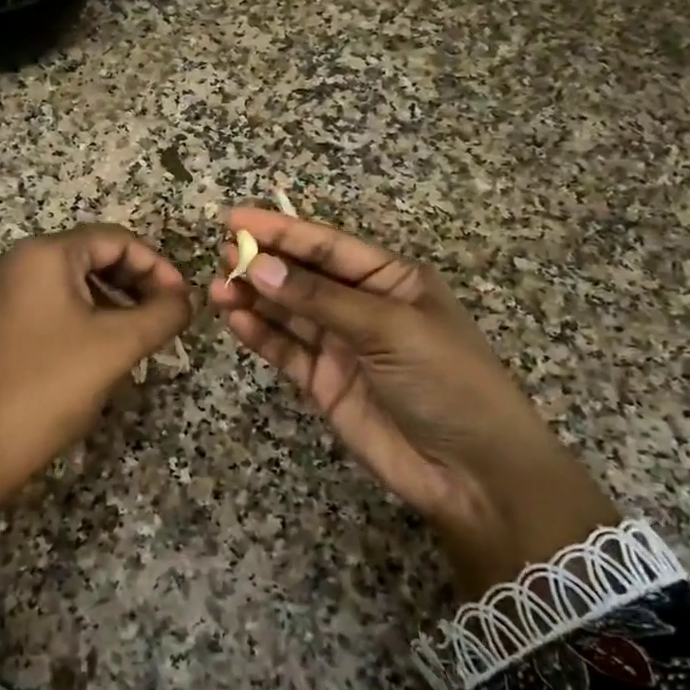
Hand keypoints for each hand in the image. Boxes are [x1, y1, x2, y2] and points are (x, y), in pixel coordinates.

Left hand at [0, 225, 193, 547]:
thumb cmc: (50, 385)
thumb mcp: (118, 345)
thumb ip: (162, 314)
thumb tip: (185, 300)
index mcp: (44, 254)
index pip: (115, 239)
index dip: (156, 265)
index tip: (182, 299)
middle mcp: (18, 262)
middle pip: (92, 256)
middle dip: (136, 282)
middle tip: (166, 316)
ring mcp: (2, 293)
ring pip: (73, 283)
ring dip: (114, 301)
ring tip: (142, 335)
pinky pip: (51, 305)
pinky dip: (85, 317)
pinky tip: (104, 348)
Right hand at [210, 207, 619, 597]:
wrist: (472, 471)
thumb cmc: (446, 381)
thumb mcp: (390, 328)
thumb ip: (321, 299)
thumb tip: (260, 266)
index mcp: (391, 279)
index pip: (327, 246)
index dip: (281, 230)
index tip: (234, 217)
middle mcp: (362, 307)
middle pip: (302, 277)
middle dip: (262, 264)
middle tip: (220, 256)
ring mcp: (341, 346)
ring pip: (287, 313)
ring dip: (254, 298)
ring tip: (217, 287)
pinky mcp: (324, 383)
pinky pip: (286, 351)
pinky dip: (260, 335)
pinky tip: (235, 319)